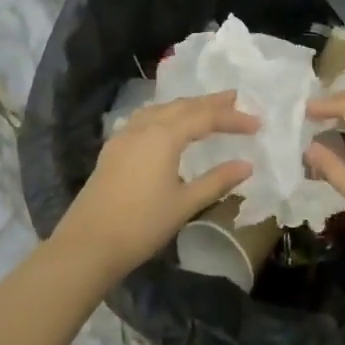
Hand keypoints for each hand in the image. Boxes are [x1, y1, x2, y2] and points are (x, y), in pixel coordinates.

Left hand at [54, 91, 258, 280]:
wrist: (87, 244)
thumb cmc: (141, 224)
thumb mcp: (185, 204)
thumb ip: (217, 181)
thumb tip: (247, 165)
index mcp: (164, 135)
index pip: (206, 117)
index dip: (233, 118)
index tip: (257, 124)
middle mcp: (144, 127)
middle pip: (182, 106)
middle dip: (210, 103)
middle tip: (235, 99)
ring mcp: (124, 136)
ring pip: (161, 109)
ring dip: (186, 106)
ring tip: (204, 108)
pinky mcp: (113, 149)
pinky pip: (144, 119)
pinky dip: (164, 115)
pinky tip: (166, 125)